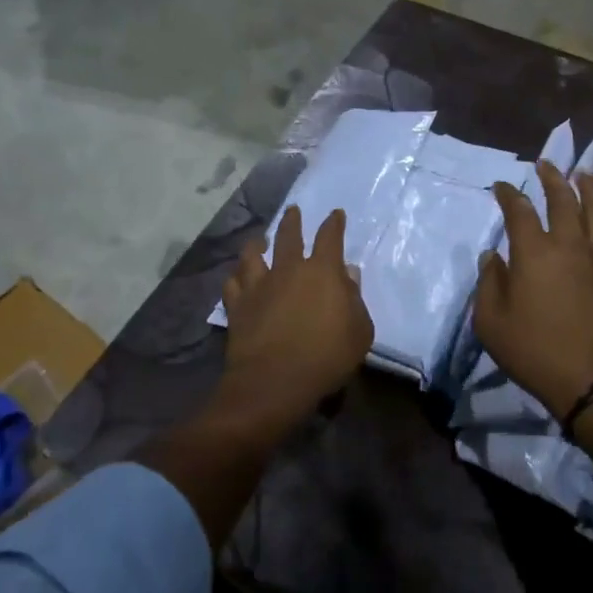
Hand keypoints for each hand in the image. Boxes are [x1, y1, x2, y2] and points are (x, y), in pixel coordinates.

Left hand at [216, 205, 373, 438]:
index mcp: (322, 271)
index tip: (335, 214)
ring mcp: (259, 286)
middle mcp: (288, 270)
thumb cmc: (327, 356)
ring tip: (259, 240)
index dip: (334, 223)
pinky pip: (233, 284)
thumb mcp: (359, 330)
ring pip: (253, 255)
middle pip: (289, 236)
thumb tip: (347, 274)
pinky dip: (236, 277)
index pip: (330, 237)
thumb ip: (355, 299)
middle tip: (293, 211)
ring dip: (257, 244)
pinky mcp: (237, 306)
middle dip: (292, 221)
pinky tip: (237, 277)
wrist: (274, 381)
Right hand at [475, 160, 592, 419]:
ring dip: (587, 187)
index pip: (519, 210)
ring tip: (582, 173)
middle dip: (551, 178)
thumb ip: (489, 283)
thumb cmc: (535, 351)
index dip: (508, 194)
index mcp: (534, 252)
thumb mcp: (491, 323)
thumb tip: (492, 256)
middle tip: (545, 164)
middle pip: (562, 199)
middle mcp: (568, 244)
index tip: (501, 186)